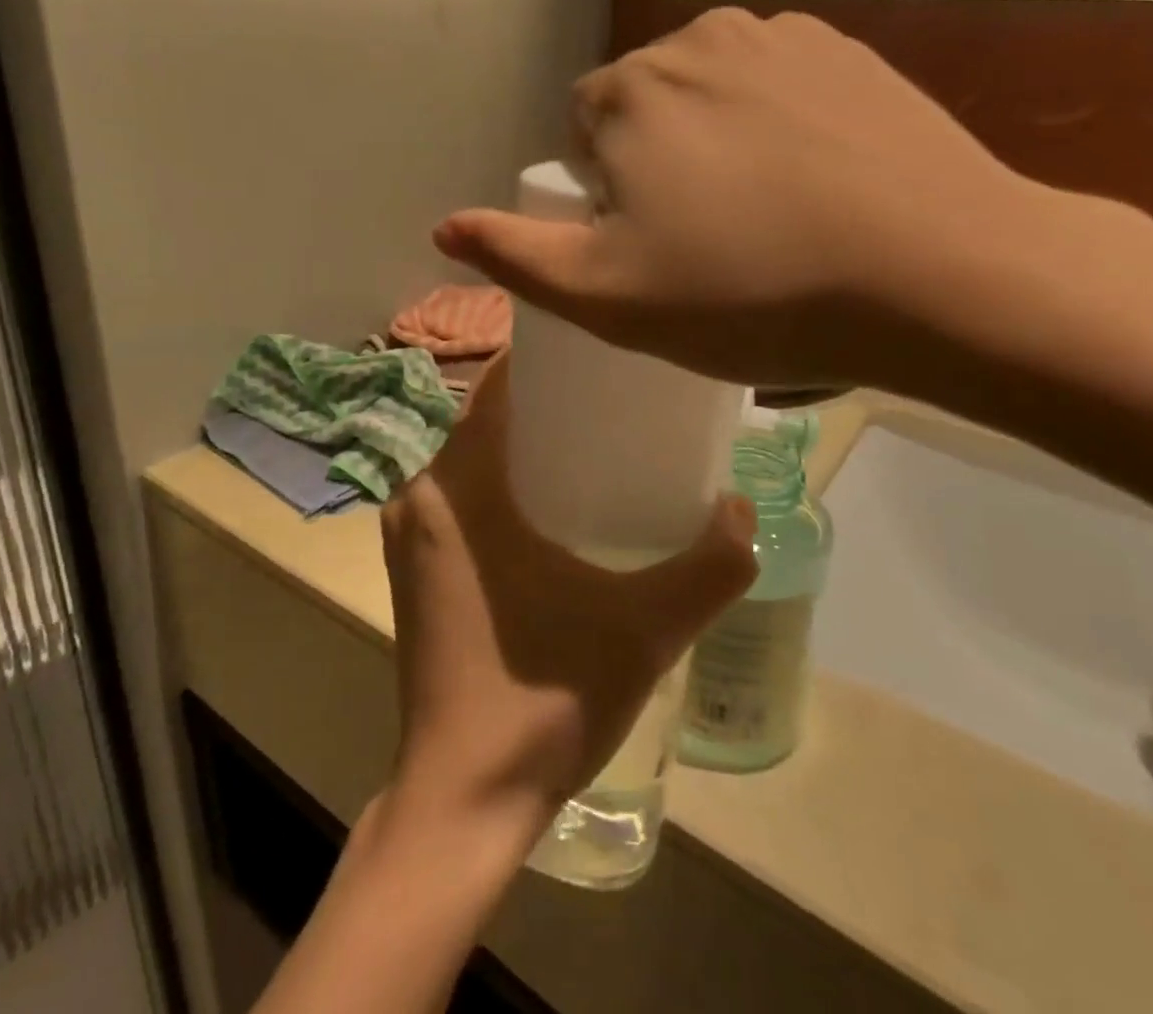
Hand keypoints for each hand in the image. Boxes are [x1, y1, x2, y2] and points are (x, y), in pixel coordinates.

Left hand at [380, 357, 756, 843]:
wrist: (463, 801)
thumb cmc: (542, 702)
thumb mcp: (644, 629)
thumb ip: (709, 567)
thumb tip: (743, 509)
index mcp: (456, 486)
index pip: (495, 386)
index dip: (546, 358)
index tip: (602, 351)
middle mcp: (419, 495)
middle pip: (487, 418)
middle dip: (548, 401)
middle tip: (617, 398)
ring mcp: (409, 534)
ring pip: (473, 457)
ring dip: (527, 442)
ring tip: (598, 441)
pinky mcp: (414, 568)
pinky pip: (462, 495)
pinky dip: (504, 481)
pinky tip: (558, 505)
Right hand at [433, 8, 1083, 392]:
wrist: (933, 273)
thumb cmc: (750, 293)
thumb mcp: (610, 298)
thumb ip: (518, 258)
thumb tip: (444, 228)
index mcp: (629, 93)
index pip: (583, 130)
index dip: (606, 193)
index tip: (653, 245)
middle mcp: (695, 40)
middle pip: (647, 106)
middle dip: (658, 162)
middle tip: (710, 240)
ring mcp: (780, 37)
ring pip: (714, 93)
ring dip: (719, 141)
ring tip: (769, 215)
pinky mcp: (849, 51)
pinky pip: (780, 86)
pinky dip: (781, 125)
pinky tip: (820, 183)